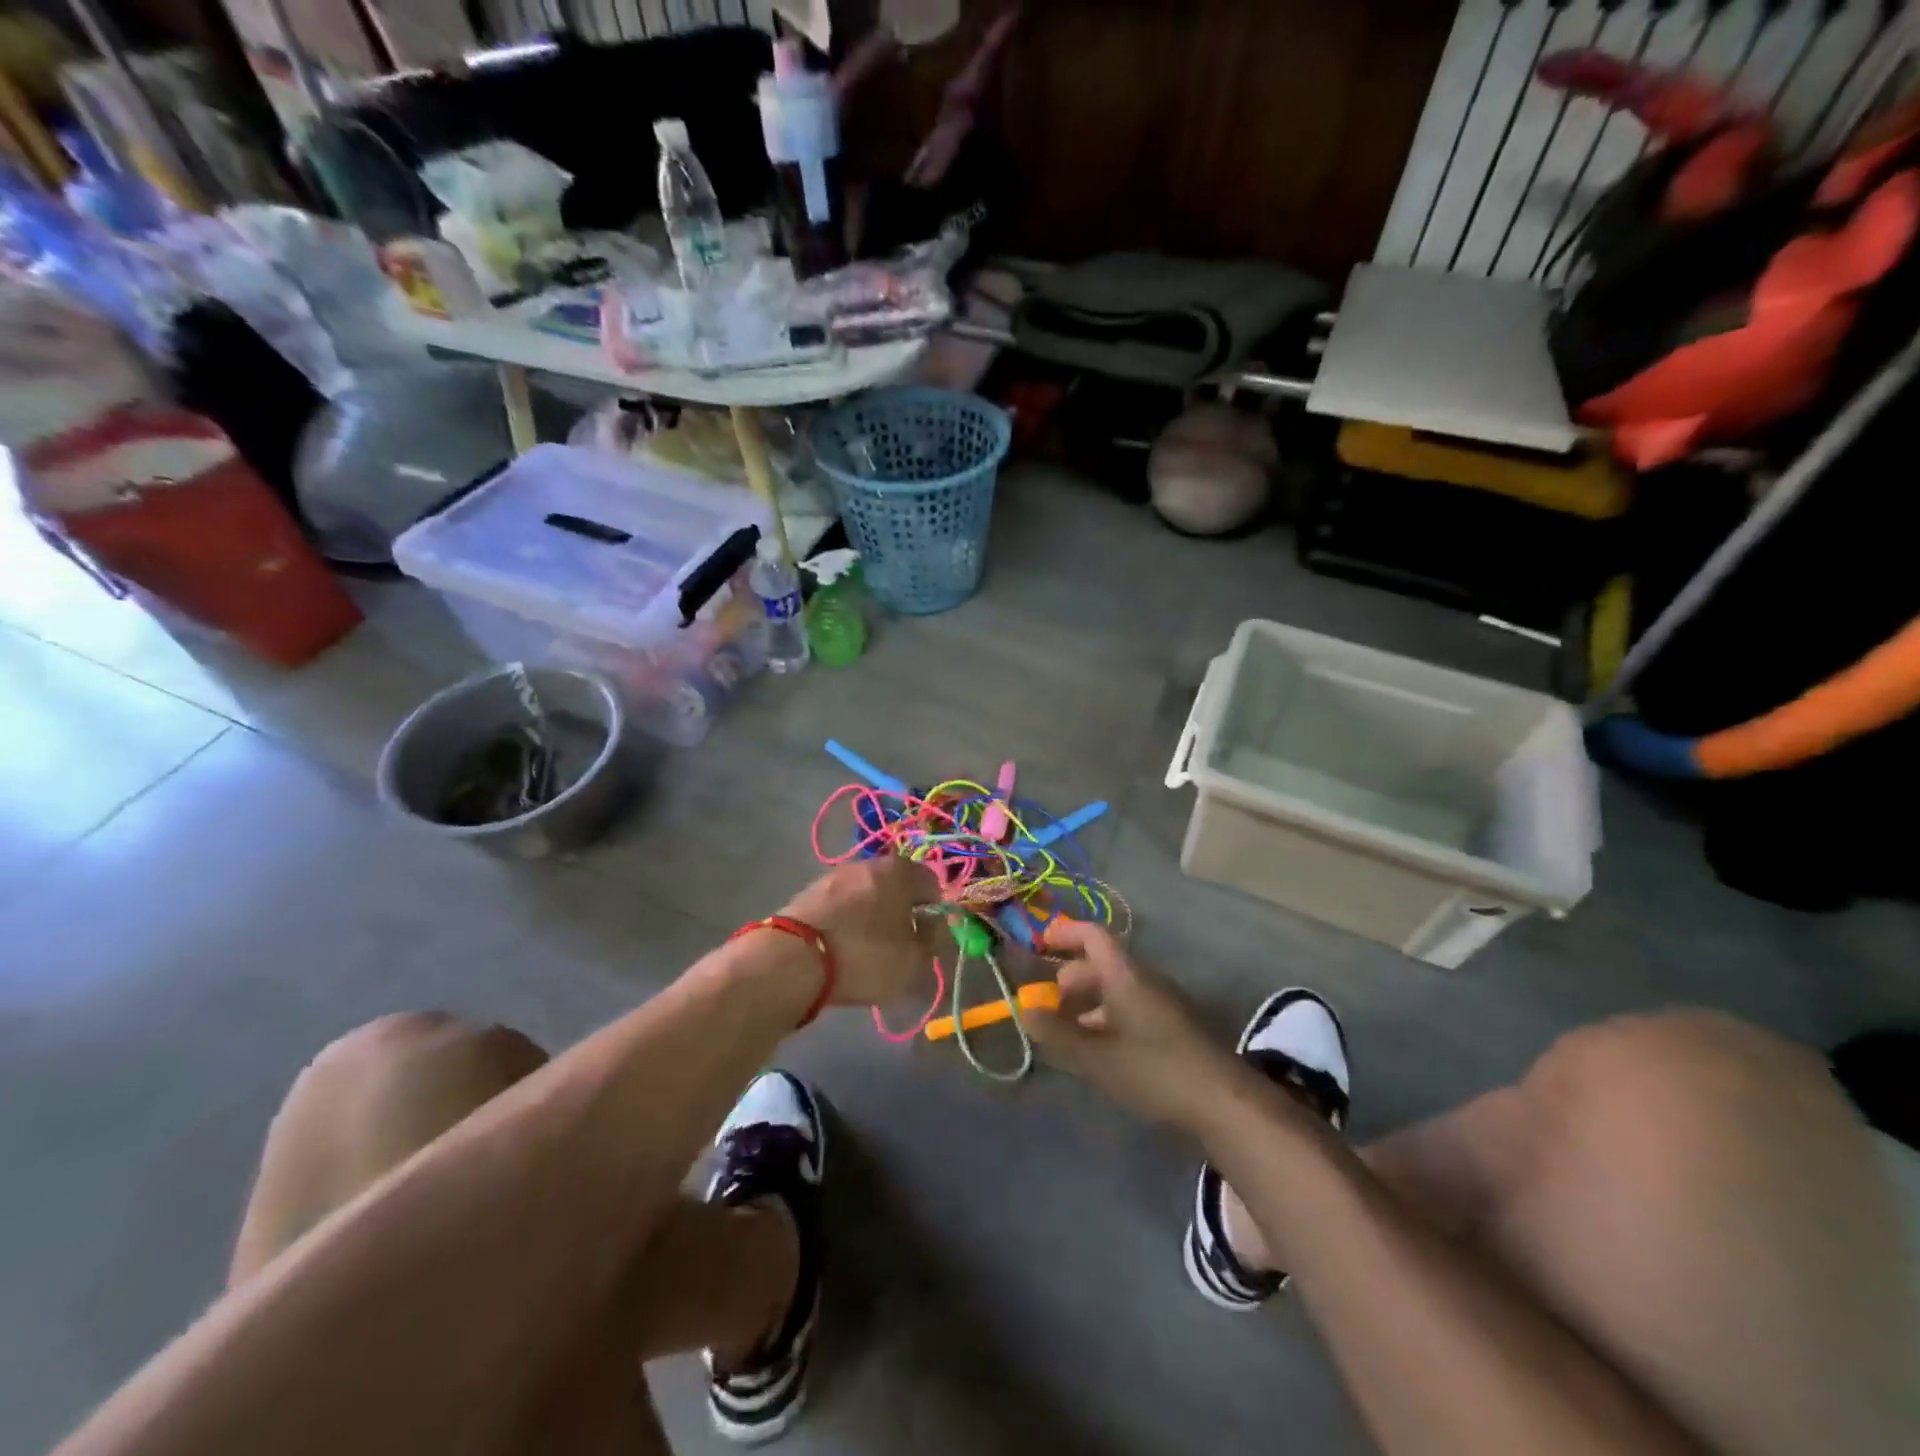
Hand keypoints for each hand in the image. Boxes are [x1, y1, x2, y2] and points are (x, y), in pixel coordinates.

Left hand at [779, 857, 940, 1006]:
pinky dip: (845, 921)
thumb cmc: (865, 956)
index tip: (928, 936)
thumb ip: (932, 942)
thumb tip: (932, 926)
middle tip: (899, 944)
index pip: (931, 881)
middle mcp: (867, 864)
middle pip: (895, 885)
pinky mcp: (807, 893)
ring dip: (871, 915)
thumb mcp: (913, 961)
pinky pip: (839, 906)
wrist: (791, 960)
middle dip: (901, 910)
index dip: (934, 909)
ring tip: (866, 949)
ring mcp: (834, 876)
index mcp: (900, 871)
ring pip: (865, 894)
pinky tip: (840, 948)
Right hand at [1027, 920, 1239, 1129]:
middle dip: (1070, 979)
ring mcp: (1163, 1005)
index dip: (1064, 933)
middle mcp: (1145, 981)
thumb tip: (1024, 1010)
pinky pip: (1131, 1010)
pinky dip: (1107, 1020)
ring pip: (1116, 990)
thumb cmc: (1155, 1070)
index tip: (1038, 944)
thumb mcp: (1097, 1056)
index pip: (1093, 935)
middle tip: (1048, 1006)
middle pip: (1102, 964)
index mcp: (1126, 975)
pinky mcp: (1174, 1030)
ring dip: (1088, 1004)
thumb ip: (1057, 1034)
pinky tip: (1100, 1052)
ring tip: (1067, 1034)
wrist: (1225, 1104)